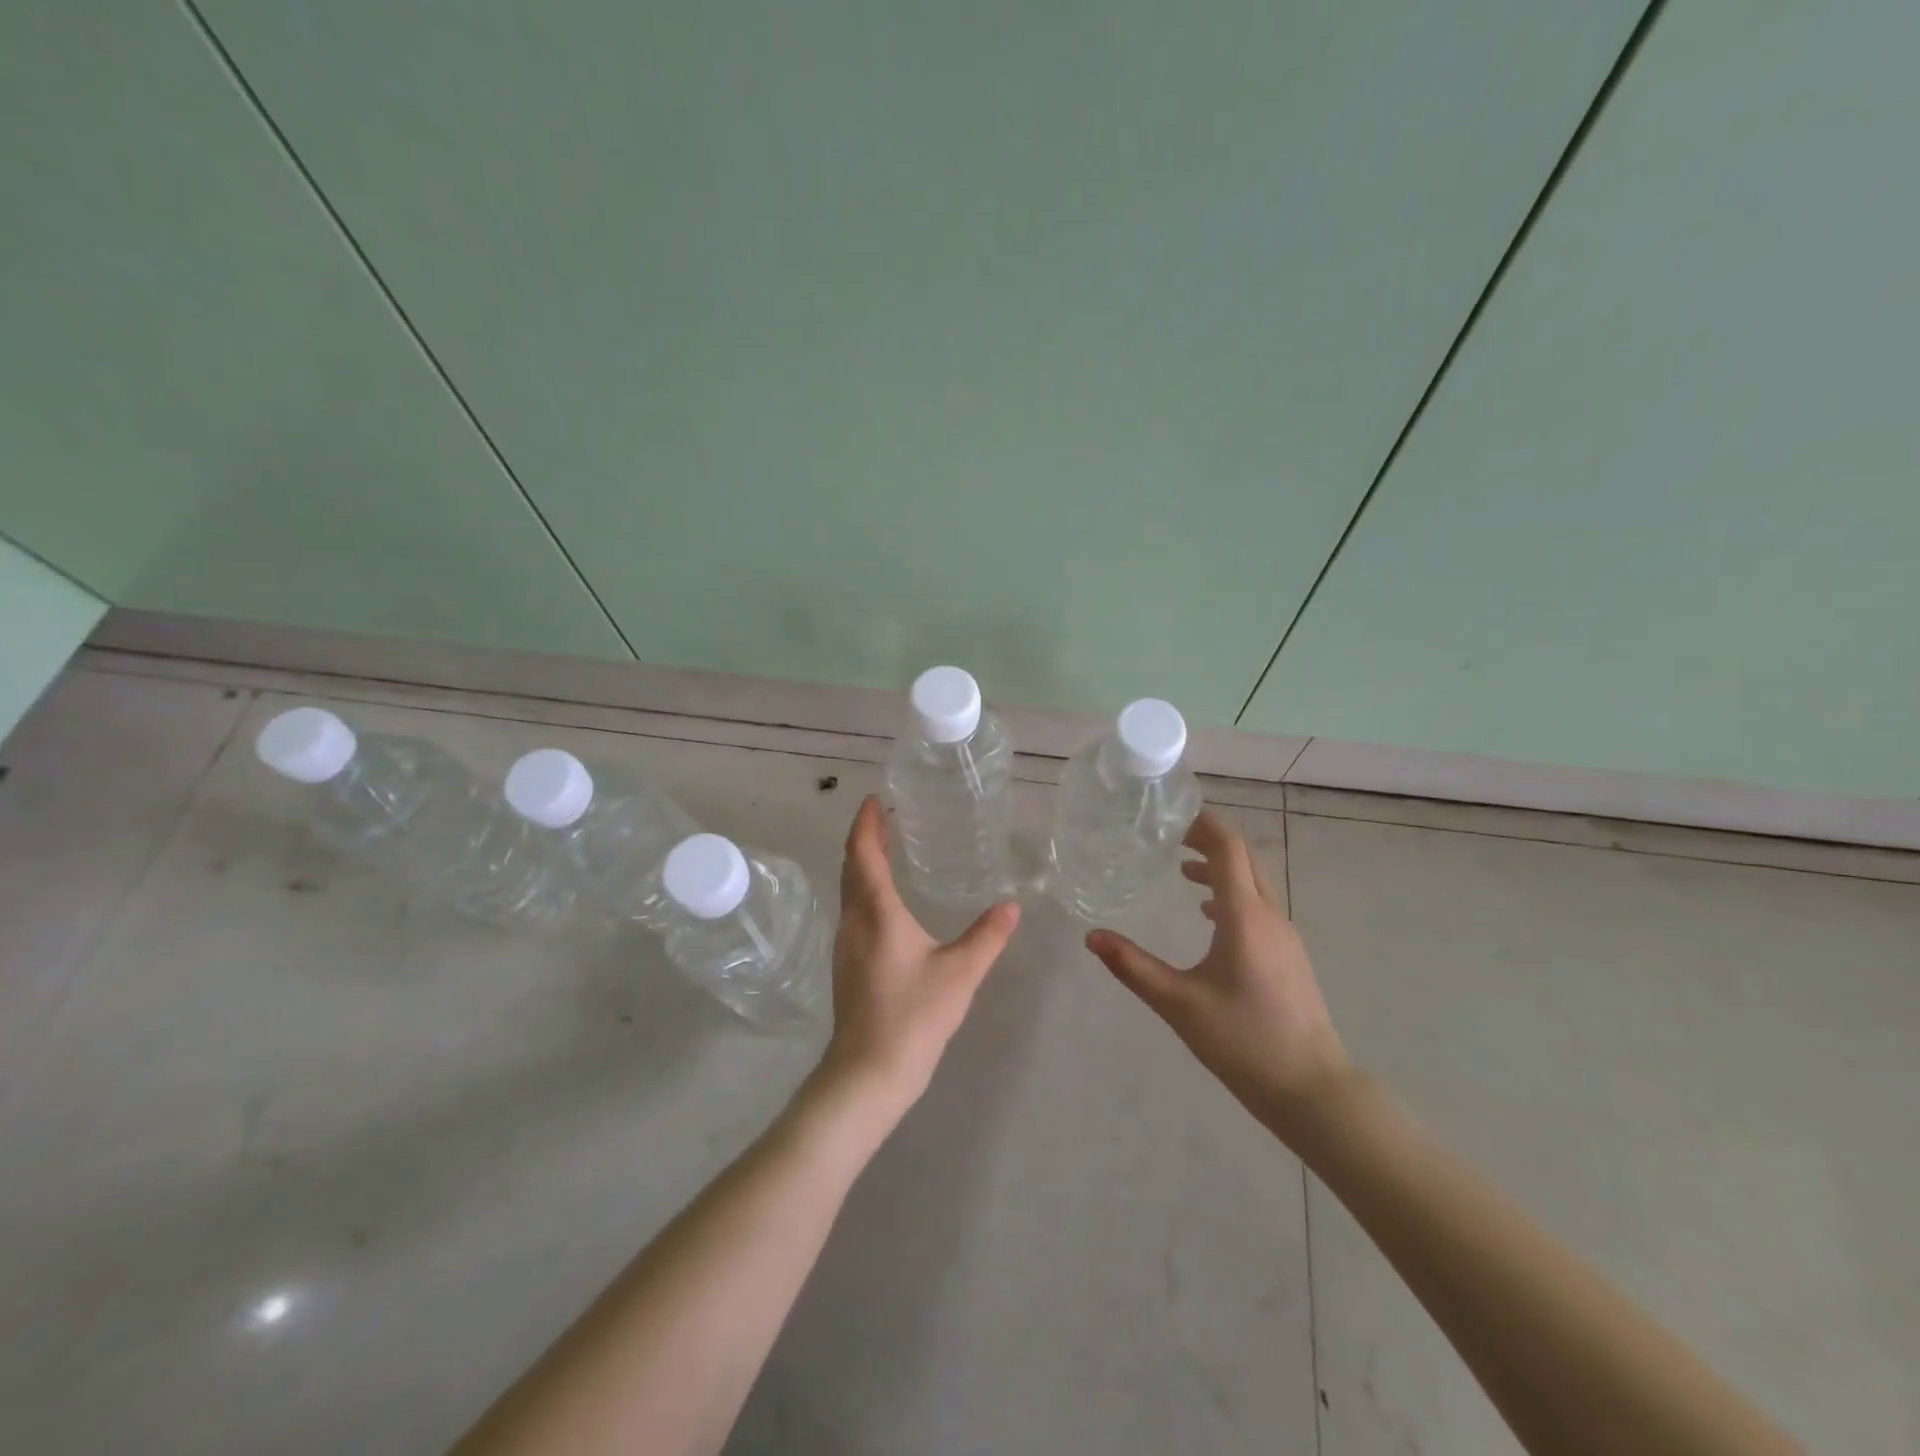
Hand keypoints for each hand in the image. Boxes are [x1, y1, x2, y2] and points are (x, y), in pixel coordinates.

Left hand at [817, 796, 1019, 1121]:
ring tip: (887, 850)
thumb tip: (1012, 907)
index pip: (863, 853)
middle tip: (885, 817)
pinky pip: (853, 912)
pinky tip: (886, 904)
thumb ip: (987, 936)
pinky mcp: (847, 966)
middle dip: (866, 839)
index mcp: (876, 912)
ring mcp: (846, 945)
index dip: (866, 823)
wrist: (867, 1074)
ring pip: (850, 891)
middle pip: (852, 868)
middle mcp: (853, 921)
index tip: (874, 799)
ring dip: (863, 865)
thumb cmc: (913, 1015)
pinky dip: (865, 891)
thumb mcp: (960, 973)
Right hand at [1085, 809, 1350, 1138]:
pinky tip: (1208, 916)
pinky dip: (1231, 895)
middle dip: (1208, 841)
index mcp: (1245, 916)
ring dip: (1219, 869)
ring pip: (1252, 883)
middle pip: (1243, 859)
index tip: (1171, 817)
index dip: (1203, 825)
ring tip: (1181, 870)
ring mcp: (1284, 935)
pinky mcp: (1288, 955)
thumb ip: (1133, 966)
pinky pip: (1258, 906)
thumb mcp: (1179, 1003)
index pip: (1228, 849)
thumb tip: (1091, 936)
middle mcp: (1269, 915)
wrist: (1312, 1088)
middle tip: (1169, 837)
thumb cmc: (1244, 1041)